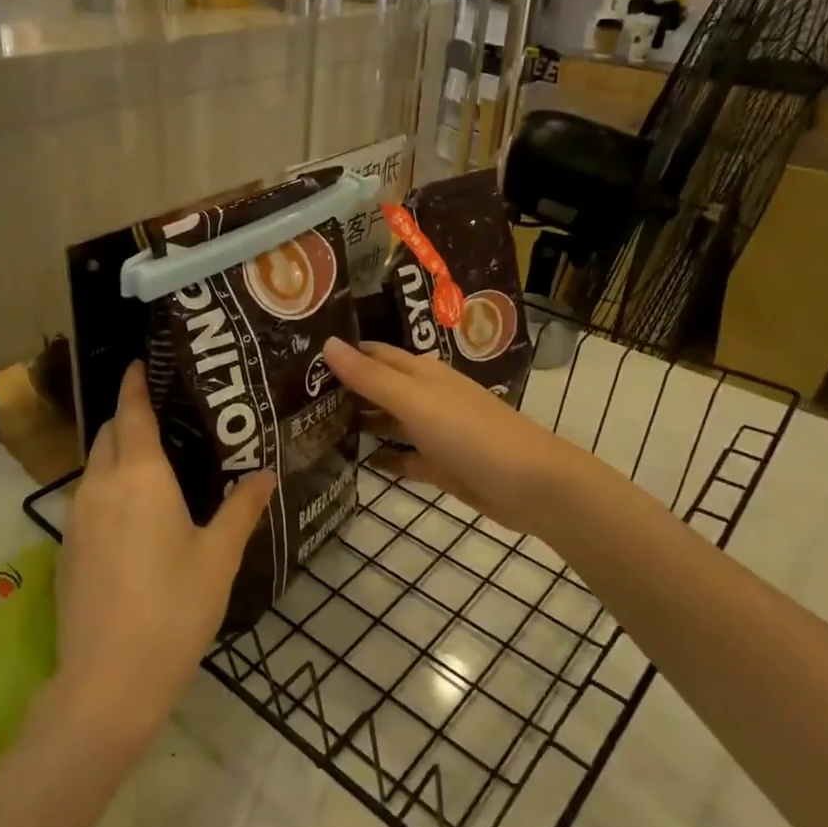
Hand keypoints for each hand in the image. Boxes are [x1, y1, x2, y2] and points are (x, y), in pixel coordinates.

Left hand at [52, 363, 276, 749]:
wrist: (108, 681)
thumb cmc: (174, 608)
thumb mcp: (219, 556)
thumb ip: (242, 508)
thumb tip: (266, 473)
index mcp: (140, 475)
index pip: (131, 412)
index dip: (135, 384)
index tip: (141, 364)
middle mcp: (100, 485)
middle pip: (107, 433)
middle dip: (127, 416)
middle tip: (165, 416)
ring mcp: (77, 517)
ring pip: (94, 465)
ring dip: (117, 452)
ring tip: (155, 462)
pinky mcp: (66, 548)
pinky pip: (88, 496)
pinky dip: (108, 485)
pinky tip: (134, 512)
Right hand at [321, 338, 578, 536]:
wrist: (530, 484)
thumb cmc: (469, 432)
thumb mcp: (414, 400)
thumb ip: (370, 376)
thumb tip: (327, 342)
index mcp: (421, 374)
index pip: (375, 355)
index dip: (344, 353)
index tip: (302, 356)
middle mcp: (426, 397)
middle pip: (380, 387)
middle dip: (345, 388)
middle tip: (297, 395)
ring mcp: (434, 432)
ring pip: (389, 422)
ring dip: (360, 422)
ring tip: (313, 427)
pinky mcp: (441, 466)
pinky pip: (404, 458)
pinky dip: (383, 458)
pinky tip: (355, 462)